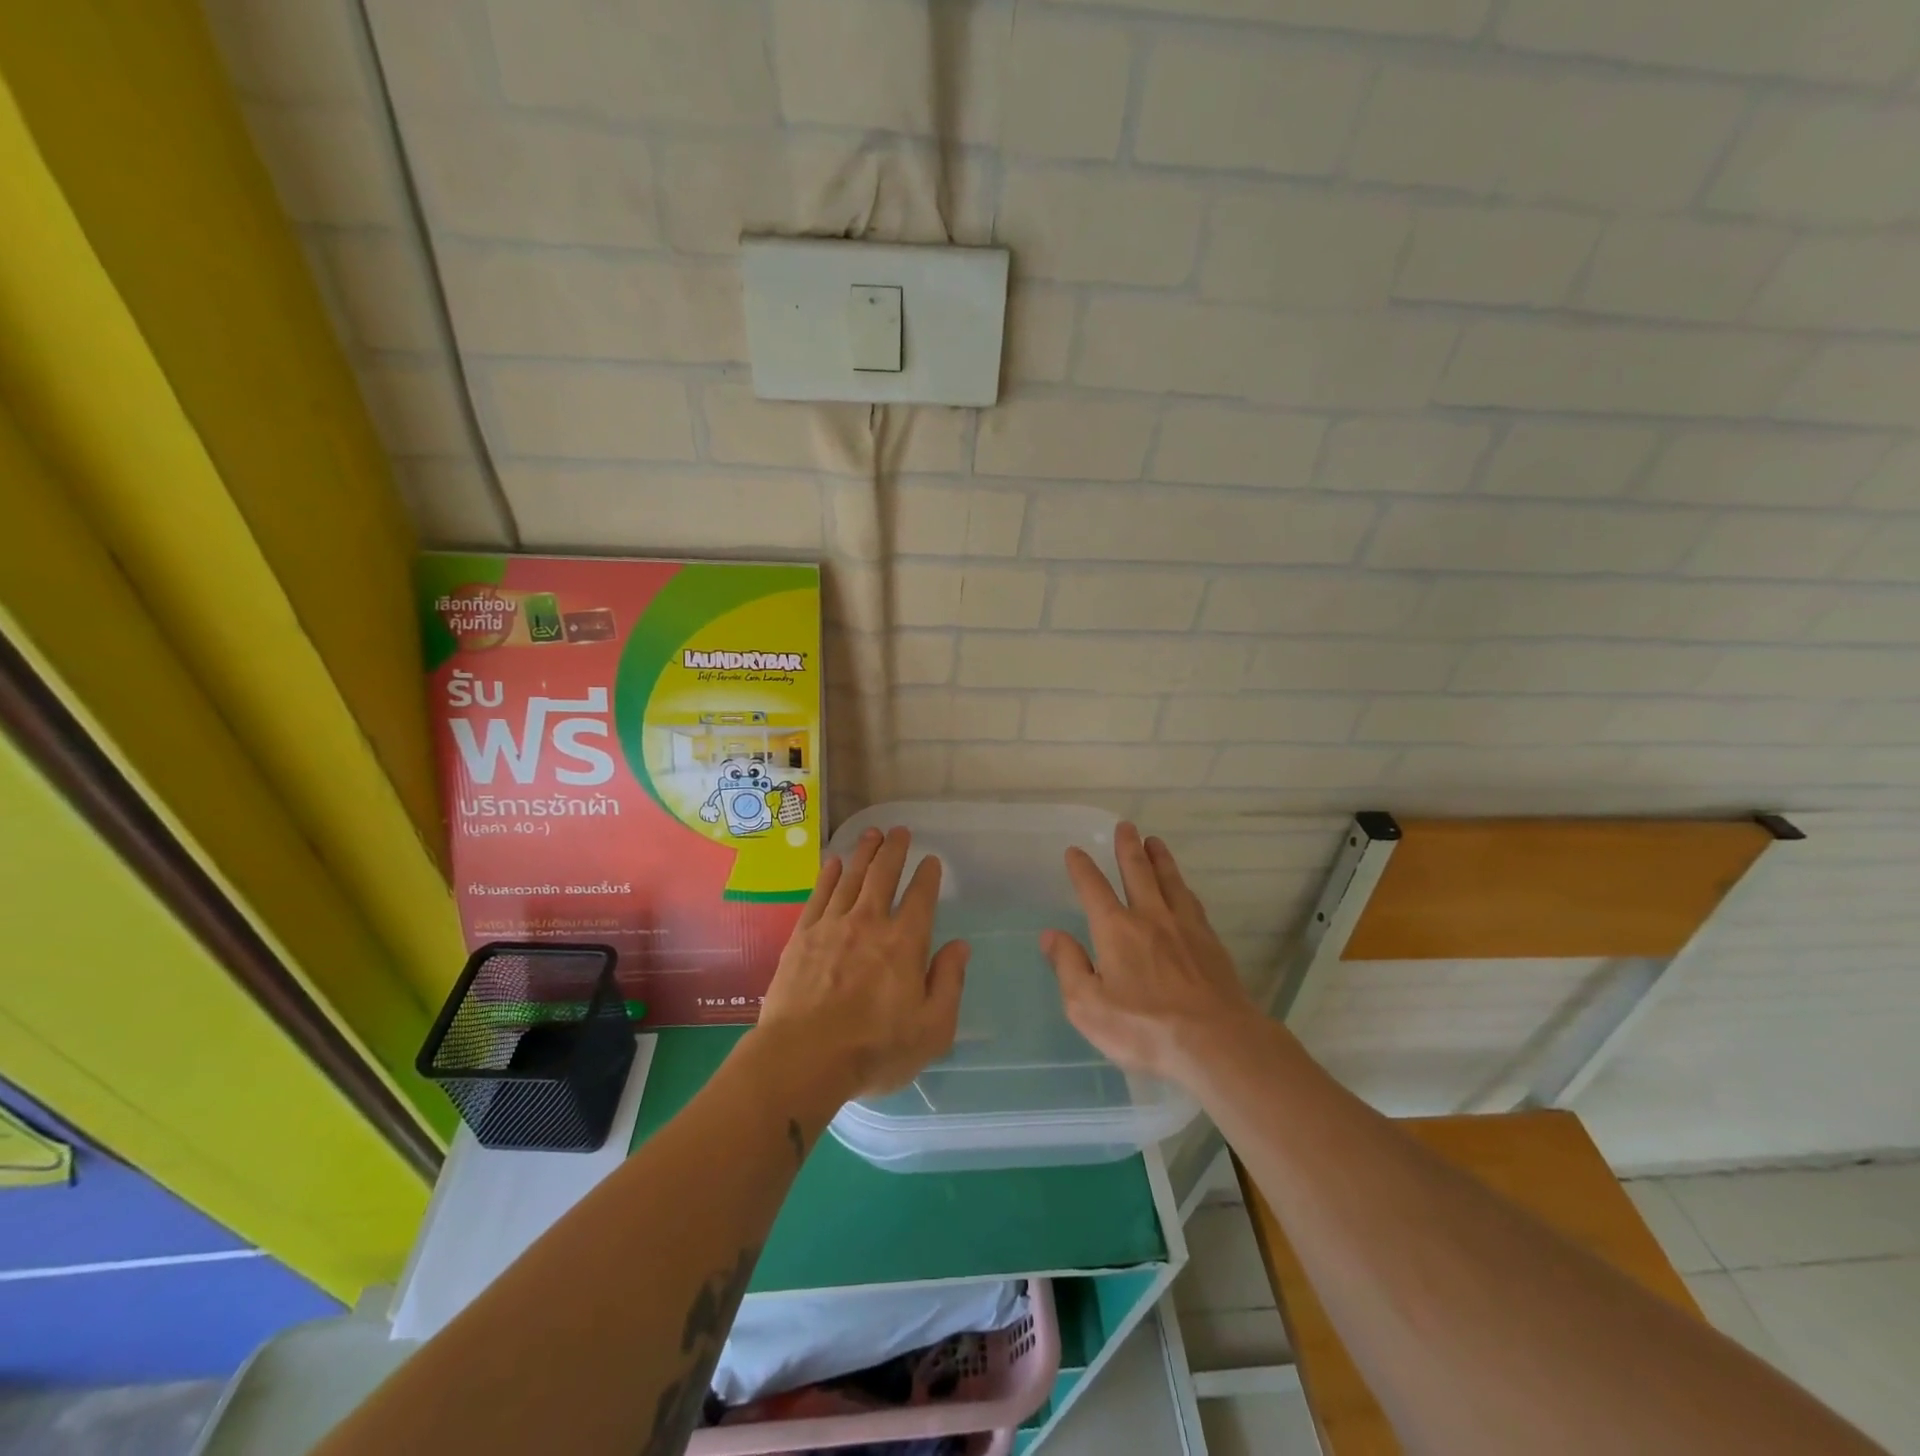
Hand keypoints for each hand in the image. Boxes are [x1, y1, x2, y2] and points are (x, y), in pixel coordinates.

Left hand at [755, 827, 968, 1102]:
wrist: (802, 1058)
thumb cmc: (874, 1050)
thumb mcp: (932, 1029)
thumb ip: (948, 983)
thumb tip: (960, 946)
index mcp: (904, 943)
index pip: (920, 898)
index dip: (927, 876)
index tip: (931, 861)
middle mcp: (869, 923)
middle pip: (883, 876)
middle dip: (894, 850)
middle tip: (900, 831)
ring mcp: (832, 926)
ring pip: (851, 877)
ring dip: (864, 853)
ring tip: (872, 834)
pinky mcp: (802, 937)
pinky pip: (819, 895)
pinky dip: (828, 876)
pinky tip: (833, 863)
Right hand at [1042, 823, 1258, 1083]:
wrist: (1217, 1043)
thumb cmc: (1144, 1029)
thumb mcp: (1088, 1006)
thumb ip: (1068, 966)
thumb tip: (1051, 934)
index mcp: (1116, 930)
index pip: (1093, 888)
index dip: (1082, 868)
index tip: (1075, 851)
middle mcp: (1150, 918)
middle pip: (1138, 872)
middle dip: (1128, 848)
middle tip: (1126, 826)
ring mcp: (1185, 928)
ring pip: (1170, 881)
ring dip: (1160, 859)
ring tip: (1155, 841)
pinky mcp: (1211, 943)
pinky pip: (1193, 903)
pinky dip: (1184, 888)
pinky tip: (1185, 889)